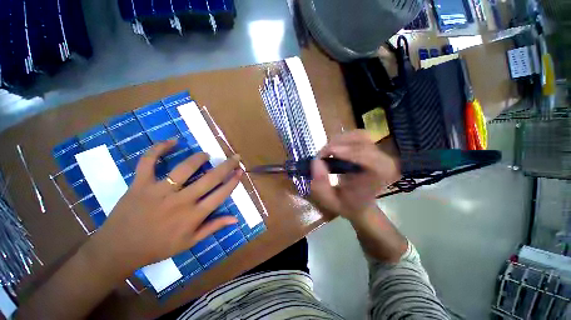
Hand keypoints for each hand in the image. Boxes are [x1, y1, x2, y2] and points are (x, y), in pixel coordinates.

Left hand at [91, 140, 241, 274]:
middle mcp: (181, 201)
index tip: (240, 171)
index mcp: (193, 216)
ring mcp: (159, 191)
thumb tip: (235, 219)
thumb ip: (213, 227)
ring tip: (206, 155)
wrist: (119, 250)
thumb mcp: (190, 243)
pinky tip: (171, 141)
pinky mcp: (140, 184)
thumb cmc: (158, 247)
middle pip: (210, 178)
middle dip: (227, 166)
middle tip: (235, 156)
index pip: (221, 194)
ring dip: (199, 158)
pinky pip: (148, 162)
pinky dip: (158, 149)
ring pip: (184, 168)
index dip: (233, 181)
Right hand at [310, 130, 400, 220]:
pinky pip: (357, 136)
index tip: (328, 154)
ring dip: (339, 141)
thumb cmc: (347, 205)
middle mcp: (384, 162)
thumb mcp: (330, 201)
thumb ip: (321, 185)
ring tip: (326, 152)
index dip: (350, 153)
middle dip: (338, 145)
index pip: (370, 159)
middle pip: (362, 143)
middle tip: (322, 155)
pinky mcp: (372, 147)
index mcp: (379, 179)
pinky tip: (334, 149)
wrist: (360, 205)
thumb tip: (316, 161)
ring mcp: (380, 152)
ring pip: (359, 136)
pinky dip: (343, 139)